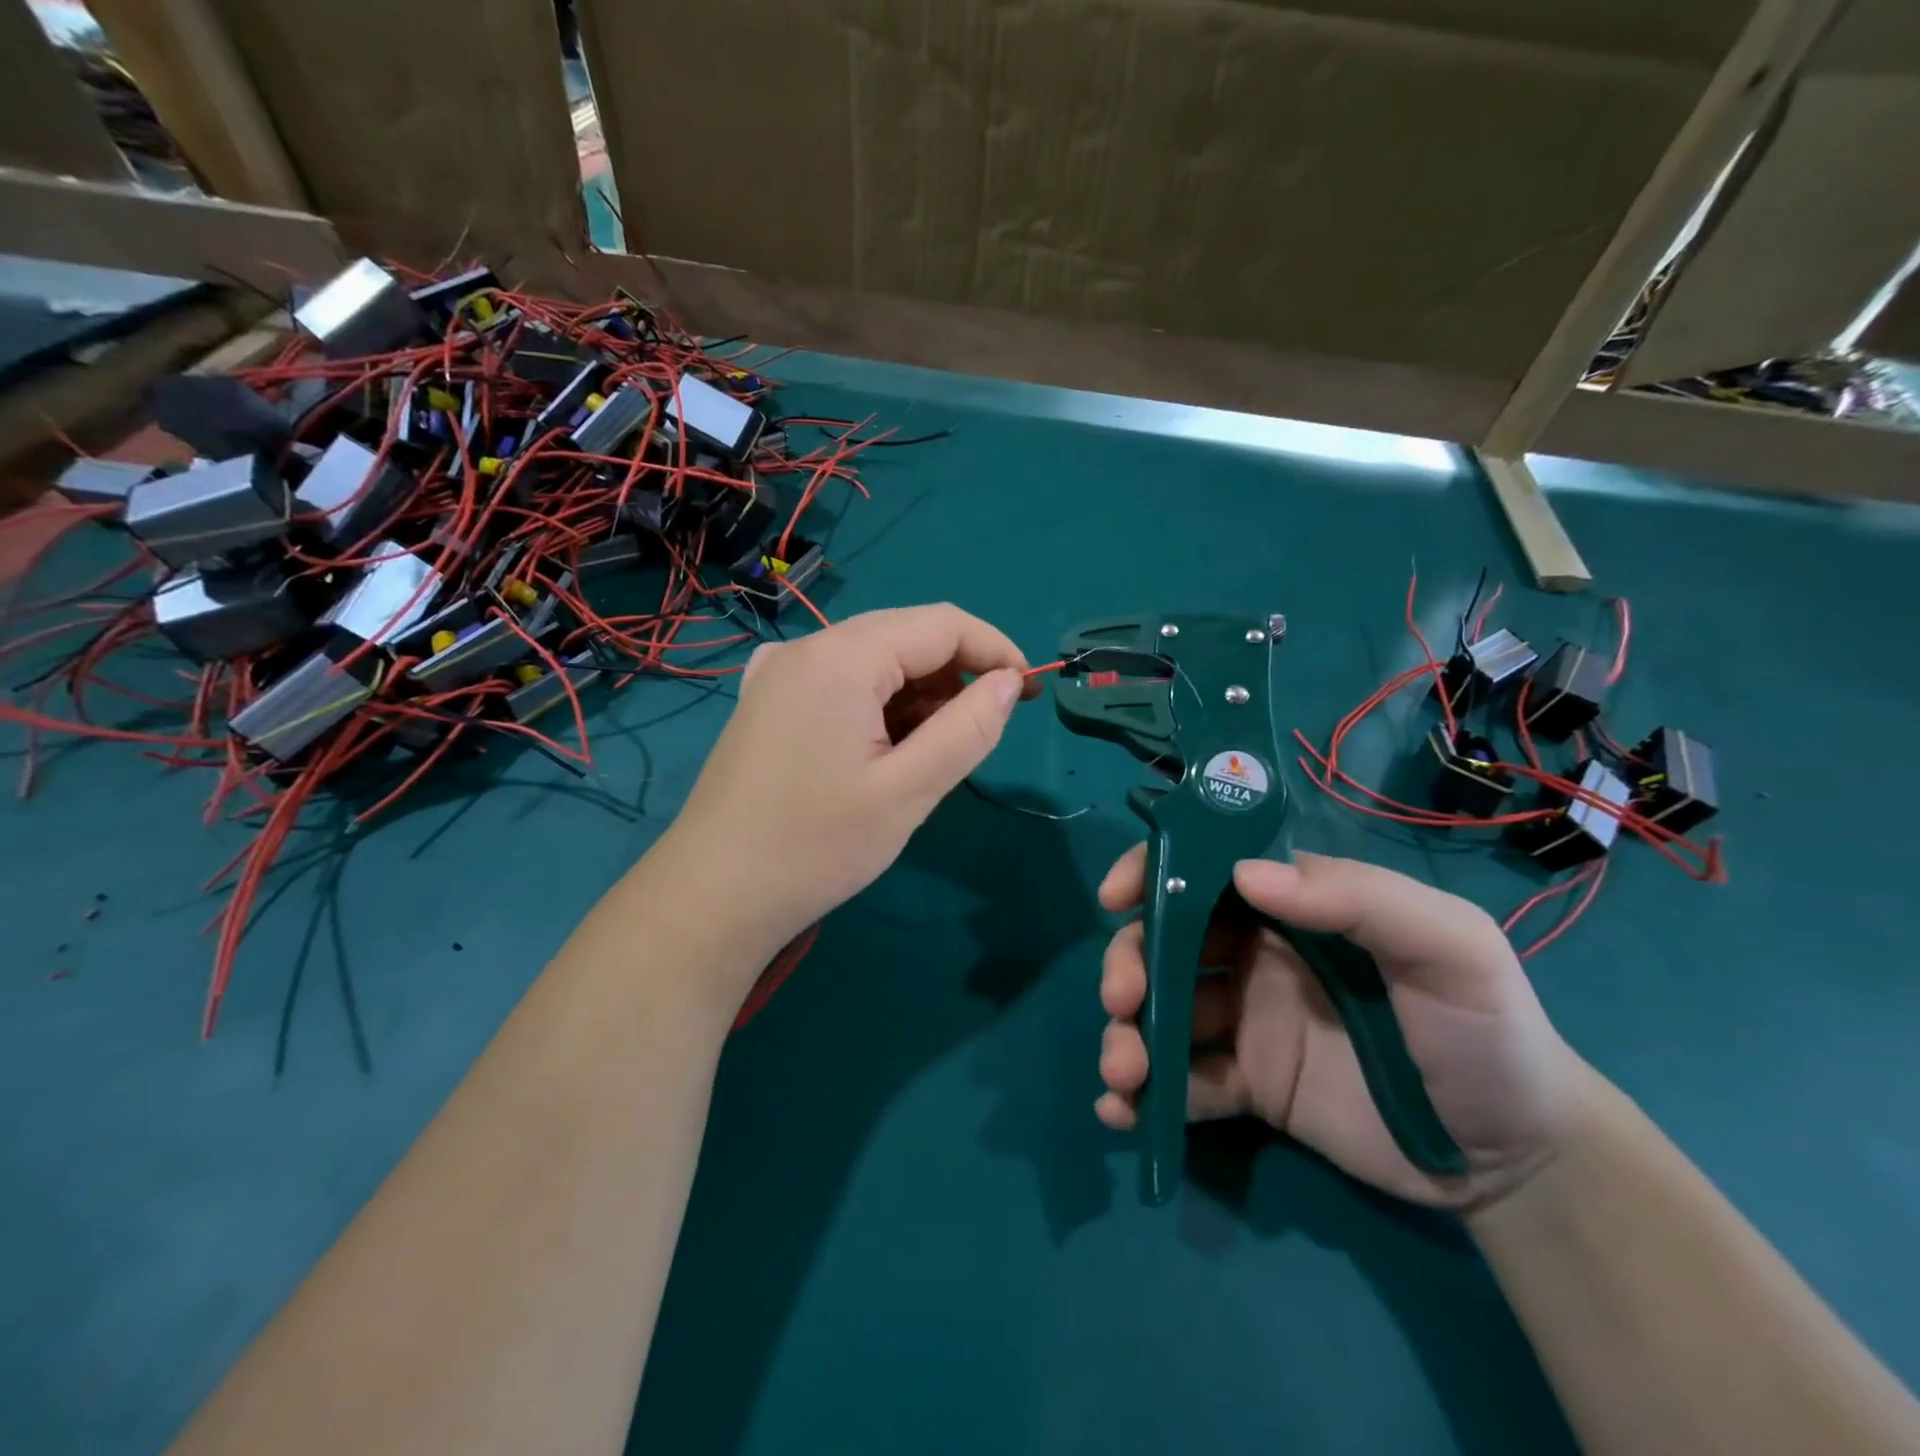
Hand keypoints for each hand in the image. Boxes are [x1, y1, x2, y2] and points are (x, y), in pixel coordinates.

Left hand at [664, 604, 1036, 962]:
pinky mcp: (768, 702)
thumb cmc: (815, 846)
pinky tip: (882, 752)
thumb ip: (968, 729)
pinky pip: (842, 682)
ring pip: (874, 660)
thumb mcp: (908, 791)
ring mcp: (779, 674)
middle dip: (955, 675)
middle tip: (980, 732)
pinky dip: (880, 705)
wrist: (712, 897)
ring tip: (928, 755)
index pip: (940, 624)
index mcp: (841, 657)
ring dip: (917, 694)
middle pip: (905, 635)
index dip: (994, 650)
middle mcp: (806, 648)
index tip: (1027, 694)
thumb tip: (1007, 683)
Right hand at [1094, 849, 1588, 1208]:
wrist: (1519, 1161)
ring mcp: (1245, 1023)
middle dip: (1129, 963)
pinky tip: (1124, 1114)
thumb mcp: (1450, 947)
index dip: (1152, 873)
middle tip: (1123, 1000)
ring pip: (1161, 1012)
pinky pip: (1182, 1082)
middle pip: (1165, 942)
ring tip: (1123, 1073)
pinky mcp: (1247, 1086)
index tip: (1116, 898)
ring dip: (1126, 1033)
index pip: (1205, 871)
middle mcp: (1255, 956)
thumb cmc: (1486, 1031)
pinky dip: (1144, 1095)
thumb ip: (1358, 897)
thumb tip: (1245, 875)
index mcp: (1292, 909)